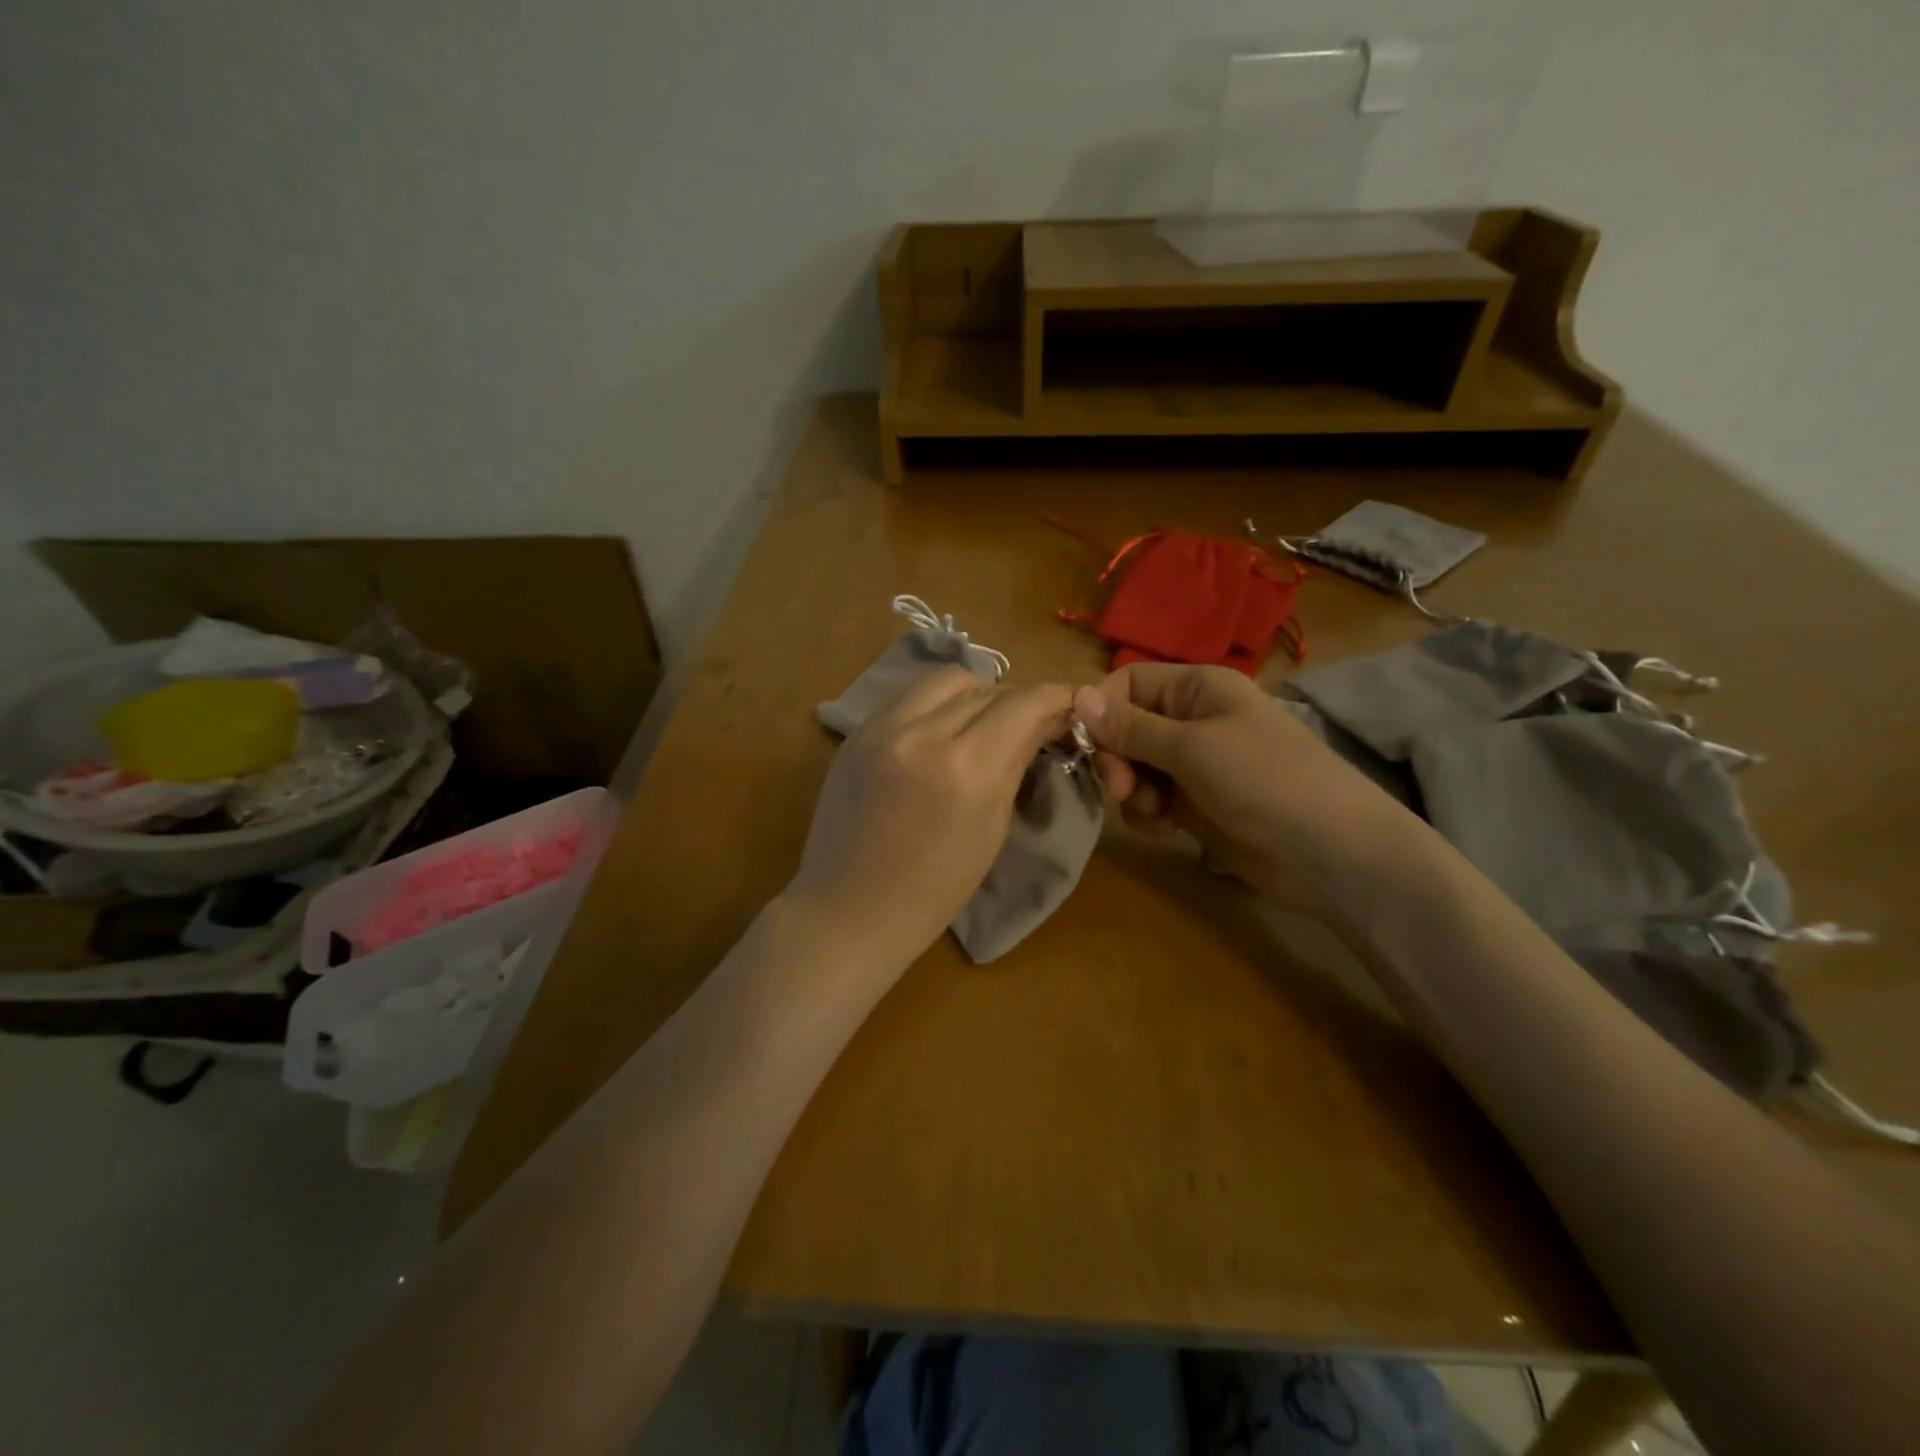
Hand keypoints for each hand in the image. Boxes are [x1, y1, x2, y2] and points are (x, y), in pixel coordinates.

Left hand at [788, 667, 1073, 963]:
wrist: (848, 910)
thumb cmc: (934, 890)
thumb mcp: (992, 829)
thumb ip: (1016, 764)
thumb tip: (1043, 722)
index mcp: (967, 768)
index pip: (1022, 704)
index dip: (1054, 697)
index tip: (1068, 705)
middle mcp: (923, 733)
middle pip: (985, 687)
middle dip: (1015, 700)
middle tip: (1027, 724)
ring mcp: (882, 728)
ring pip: (945, 680)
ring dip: (975, 694)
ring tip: (981, 725)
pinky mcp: (856, 733)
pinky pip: (909, 699)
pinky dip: (936, 707)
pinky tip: (939, 735)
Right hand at [1073, 663, 1414, 920]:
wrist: (1329, 852)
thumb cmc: (1263, 780)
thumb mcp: (1191, 748)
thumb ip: (1130, 727)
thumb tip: (1077, 696)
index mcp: (1197, 688)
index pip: (1126, 683)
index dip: (1102, 712)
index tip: (1090, 749)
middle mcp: (1192, 719)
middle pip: (1125, 727)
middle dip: (1116, 759)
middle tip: (1122, 790)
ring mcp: (1194, 764)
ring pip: (1134, 767)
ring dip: (1132, 791)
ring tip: (1155, 812)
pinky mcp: (1196, 803)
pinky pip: (1151, 799)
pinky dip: (1148, 813)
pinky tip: (1165, 828)